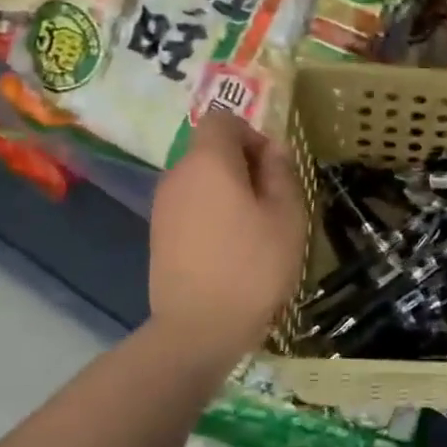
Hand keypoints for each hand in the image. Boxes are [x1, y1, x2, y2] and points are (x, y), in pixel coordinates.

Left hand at [149, 111, 307, 352]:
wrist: (200, 328)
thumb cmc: (253, 266)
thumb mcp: (287, 216)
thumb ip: (281, 172)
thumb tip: (273, 148)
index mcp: (208, 162)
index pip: (223, 119)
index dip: (253, 134)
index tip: (275, 168)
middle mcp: (177, 175)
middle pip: (210, 149)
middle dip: (244, 165)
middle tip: (274, 203)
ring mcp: (163, 206)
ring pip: (202, 180)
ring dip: (230, 192)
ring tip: (256, 230)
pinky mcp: (159, 235)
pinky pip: (191, 207)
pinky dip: (213, 215)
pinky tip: (233, 249)